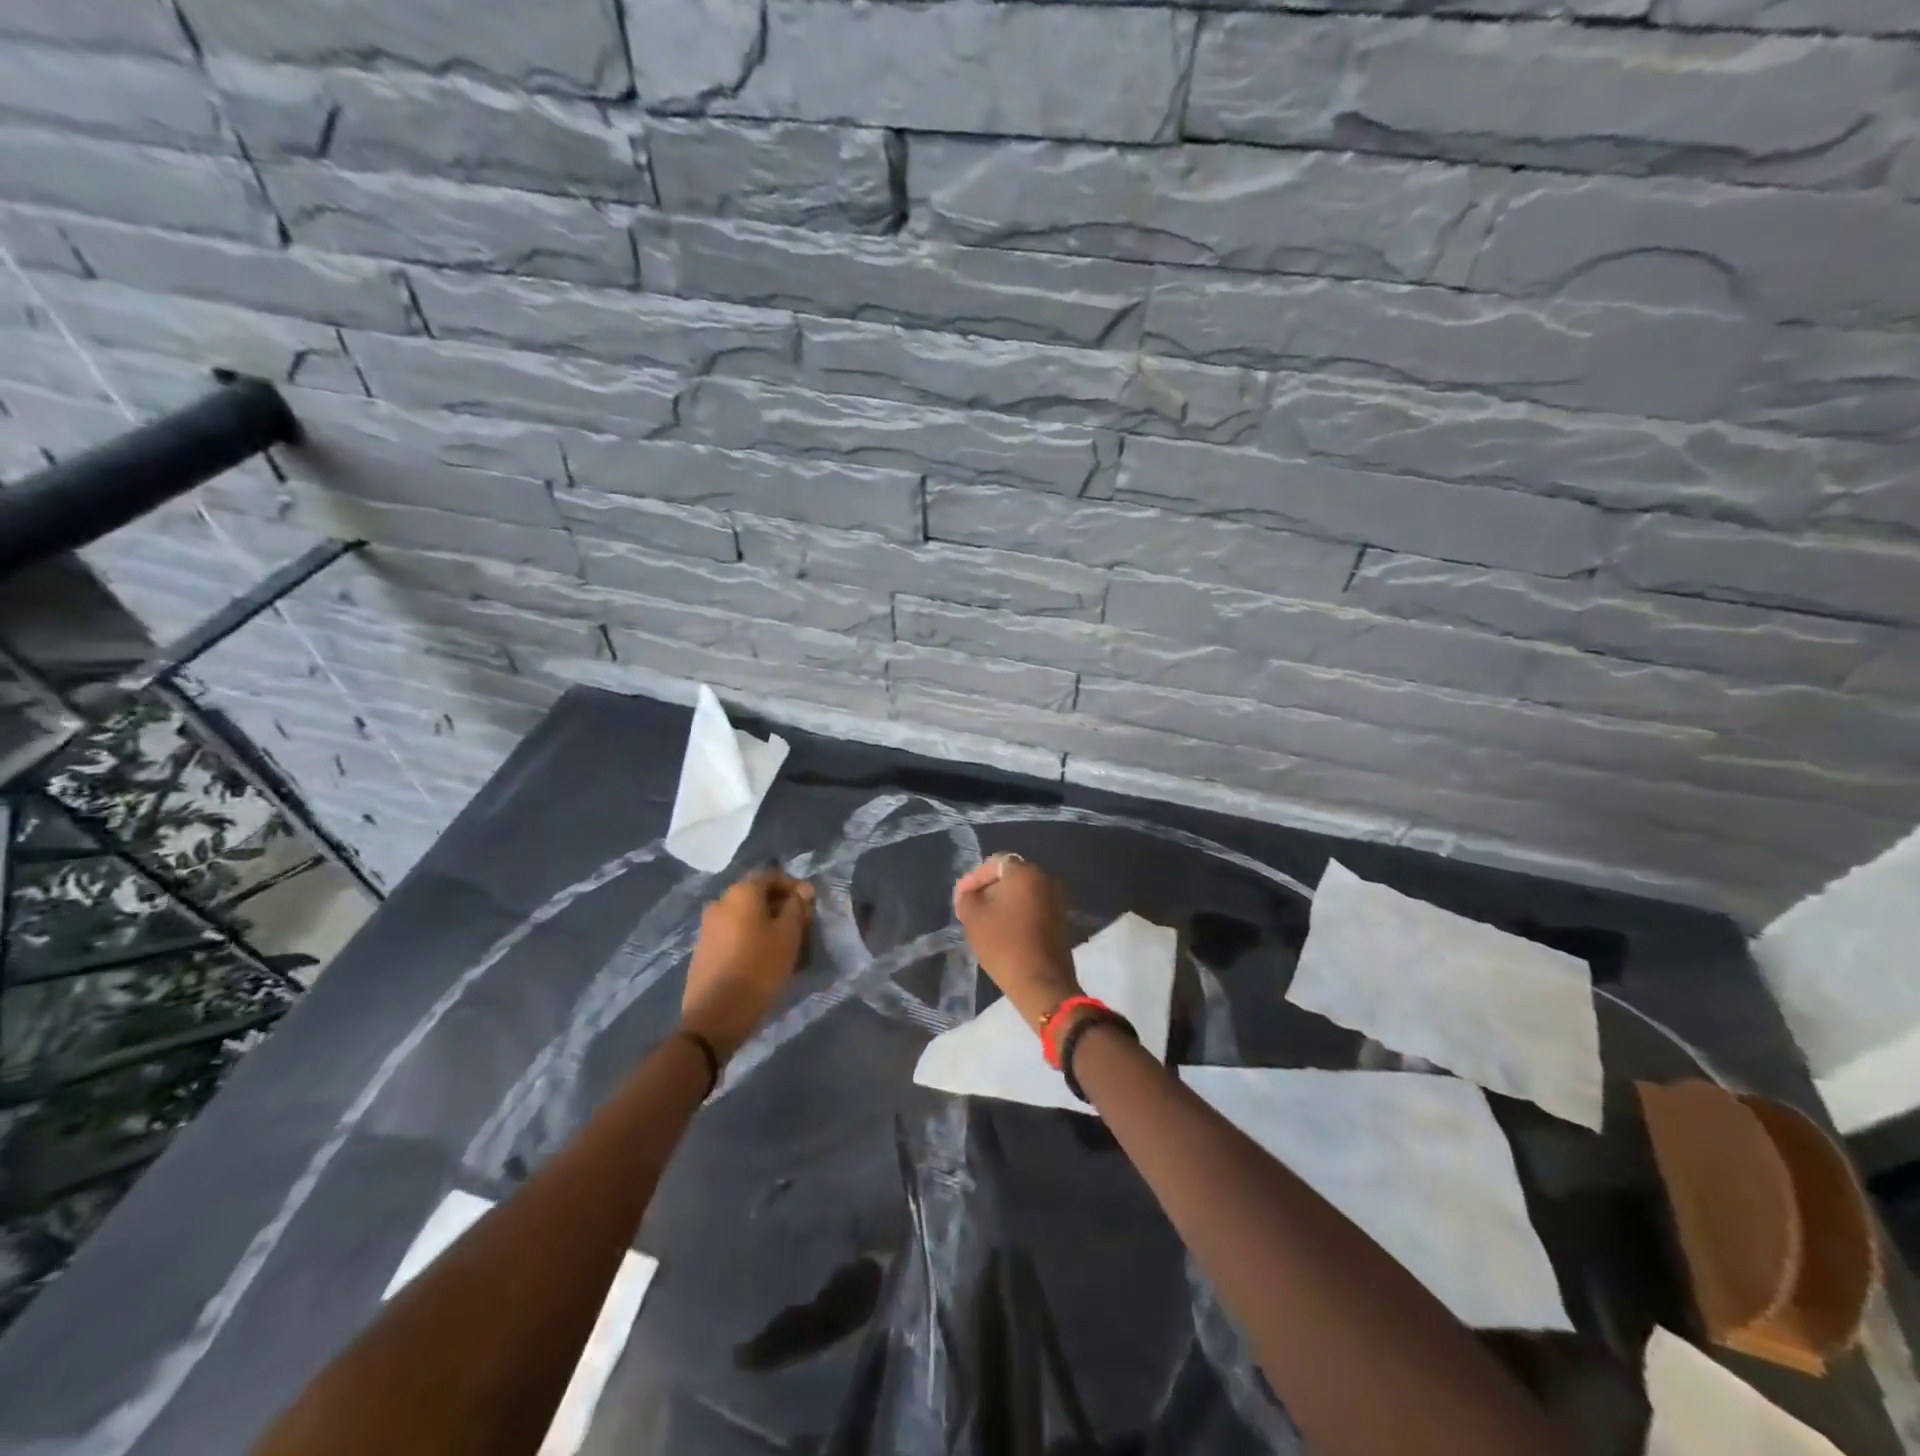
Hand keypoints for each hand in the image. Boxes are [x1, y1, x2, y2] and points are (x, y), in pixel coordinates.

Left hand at [682, 868, 814, 1061]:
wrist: (716, 1014)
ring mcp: (708, 926)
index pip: (771, 875)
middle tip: (800, 925)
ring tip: (783, 944)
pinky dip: (749, 937)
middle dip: (779, 905)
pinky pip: (732, 933)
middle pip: (755, 894)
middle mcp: (720, 902)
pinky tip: (761, 957)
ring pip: (743, 915)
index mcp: (741, 893)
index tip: (809, 904)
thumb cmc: (759, 967)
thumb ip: (797, 907)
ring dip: (764, 922)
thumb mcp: (788, 935)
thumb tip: (802, 890)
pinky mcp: (702, 949)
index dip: (793, 885)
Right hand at [953, 853, 1079, 1035]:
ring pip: (1023, 893)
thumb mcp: (973, 917)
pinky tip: (1004, 931)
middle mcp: (1046, 878)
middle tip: (970, 909)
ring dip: (1003, 903)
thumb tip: (968, 891)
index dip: (974, 879)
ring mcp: (1057, 899)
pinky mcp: (1061, 919)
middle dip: (988, 890)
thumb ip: (966, 896)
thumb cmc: (1004, 944)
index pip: (994, 864)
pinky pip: (1034, 907)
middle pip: (1010, 876)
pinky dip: (1018, 914)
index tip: (961, 898)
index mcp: (1025, 872)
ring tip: (984, 922)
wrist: (1042, 983)